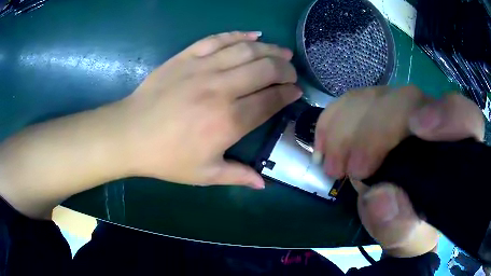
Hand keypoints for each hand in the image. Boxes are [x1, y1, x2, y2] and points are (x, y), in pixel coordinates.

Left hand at [118, 31, 300, 188]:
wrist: (130, 134)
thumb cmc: (167, 158)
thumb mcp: (204, 174)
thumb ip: (237, 176)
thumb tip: (262, 184)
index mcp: (229, 121)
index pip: (270, 100)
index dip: (288, 94)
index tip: (297, 91)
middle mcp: (221, 89)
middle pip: (265, 70)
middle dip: (285, 69)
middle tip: (292, 72)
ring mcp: (202, 68)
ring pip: (246, 50)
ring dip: (270, 49)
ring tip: (283, 52)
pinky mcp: (186, 57)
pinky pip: (218, 39)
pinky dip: (238, 34)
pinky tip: (253, 34)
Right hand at [314, 86, 483, 256]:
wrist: (396, 216)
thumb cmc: (411, 228)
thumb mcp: (405, 238)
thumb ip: (399, 225)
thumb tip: (378, 197)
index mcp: (455, 152)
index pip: (466, 117)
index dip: (447, 113)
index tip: (418, 128)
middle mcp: (434, 122)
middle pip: (409, 100)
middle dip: (376, 130)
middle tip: (352, 169)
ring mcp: (404, 112)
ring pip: (378, 96)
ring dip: (348, 126)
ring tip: (333, 165)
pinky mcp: (379, 111)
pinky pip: (355, 100)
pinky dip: (334, 119)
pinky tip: (324, 143)